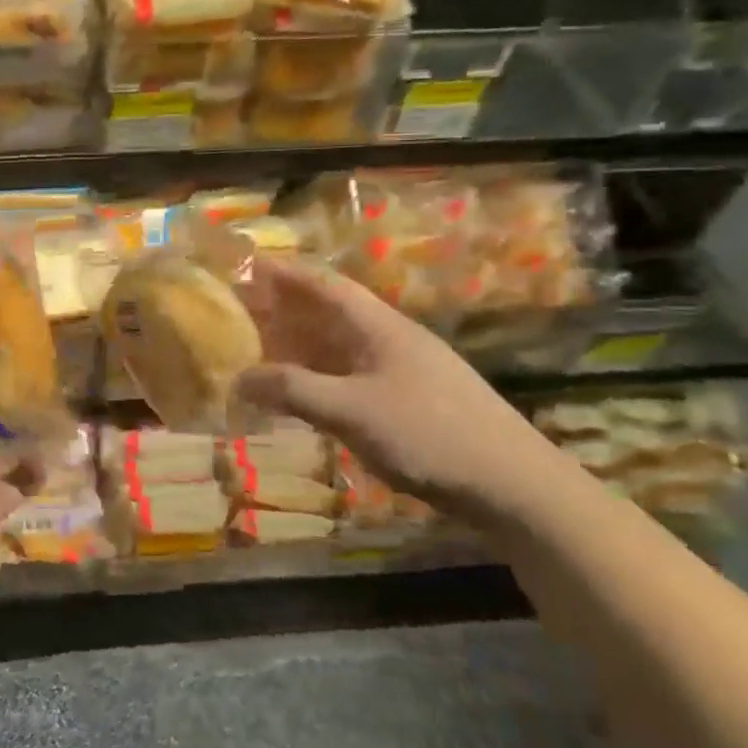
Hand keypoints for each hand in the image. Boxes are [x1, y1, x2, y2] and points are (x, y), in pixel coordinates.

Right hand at [235, 257, 560, 523]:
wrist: (511, 483)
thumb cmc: (428, 433)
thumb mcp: (352, 410)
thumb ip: (293, 390)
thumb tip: (238, 378)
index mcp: (377, 326)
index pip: (323, 285)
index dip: (283, 272)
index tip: (244, 265)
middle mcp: (386, 340)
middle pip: (326, 314)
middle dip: (281, 311)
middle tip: (235, 313)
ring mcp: (397, 371)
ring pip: (335, 349)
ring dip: (296, 348)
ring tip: (253, 351)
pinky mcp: (404, 402)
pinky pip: (346, 378)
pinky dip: (315, 380)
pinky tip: (296, 395)